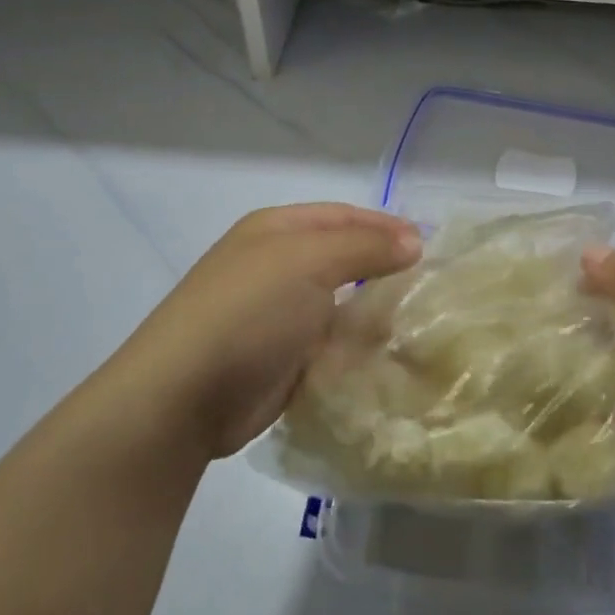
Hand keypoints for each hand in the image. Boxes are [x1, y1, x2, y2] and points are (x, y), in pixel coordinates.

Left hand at [107, 204, 420, 459]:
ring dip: (375, 312)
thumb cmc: (249, 313)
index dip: (387, 225)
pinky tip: (388, 356)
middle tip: (431, 286)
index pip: (344, 216)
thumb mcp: (309, 262)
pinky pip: (331, 344)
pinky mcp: (282, 359)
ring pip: (341, 304)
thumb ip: (366, 246)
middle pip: (343, 259)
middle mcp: (276, 266)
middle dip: (385, 270)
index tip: (430, 244)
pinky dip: (357, 348)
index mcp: (276, 231)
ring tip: (419, 322)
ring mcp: (277, 315)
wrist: (184, 398)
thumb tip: (414, 241)